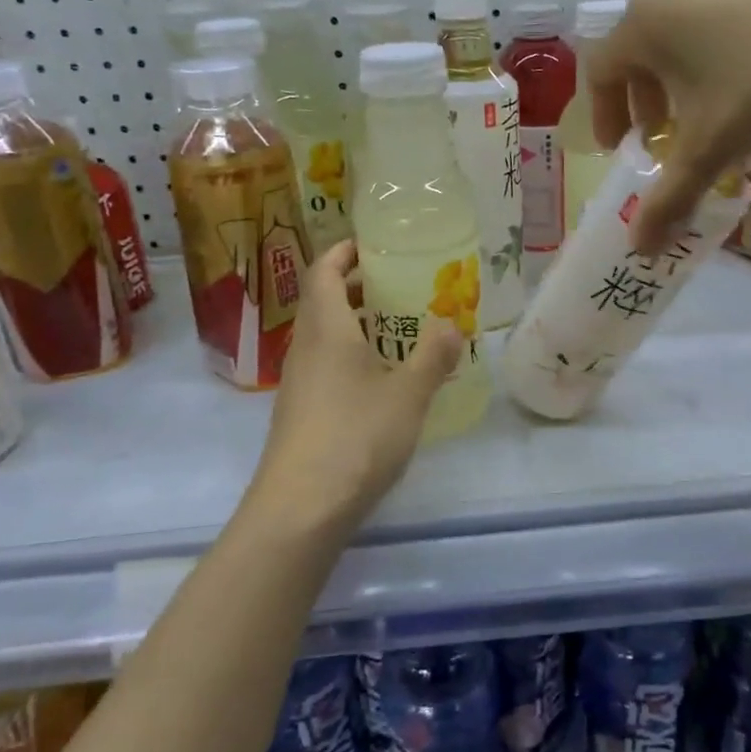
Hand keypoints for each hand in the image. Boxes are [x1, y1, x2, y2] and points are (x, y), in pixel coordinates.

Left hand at [248, 240, 460, 530]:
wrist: (301, 508)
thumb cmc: (356, 437)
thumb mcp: (408, 395)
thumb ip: (432, 356)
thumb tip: (452, 325)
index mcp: (326, 329)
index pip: (324, 271)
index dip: (344, 251)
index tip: (373, 243)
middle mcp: (305, 348)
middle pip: (323, 300)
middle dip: (356, 286)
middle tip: (398, 284)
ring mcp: (299, 382)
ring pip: (325, 335)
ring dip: (356, 323)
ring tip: (398, 328)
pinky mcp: (301, 412)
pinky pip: (326, 365)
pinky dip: (352, 355)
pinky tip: (382, 379)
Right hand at [587, 0, 750, 252]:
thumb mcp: (709, 148)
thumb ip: (669, 198)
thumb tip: (640, 250)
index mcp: (642, 28)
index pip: (599, 73)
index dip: (604, 117)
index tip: (623, 151)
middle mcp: (670, 2)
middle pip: (635, 59)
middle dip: (642, 108)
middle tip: (660, 143)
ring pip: (676, 49)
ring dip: (678, 94)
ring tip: (705, 127)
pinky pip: (713, 38)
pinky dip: (712, 74)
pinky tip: (747, 101)